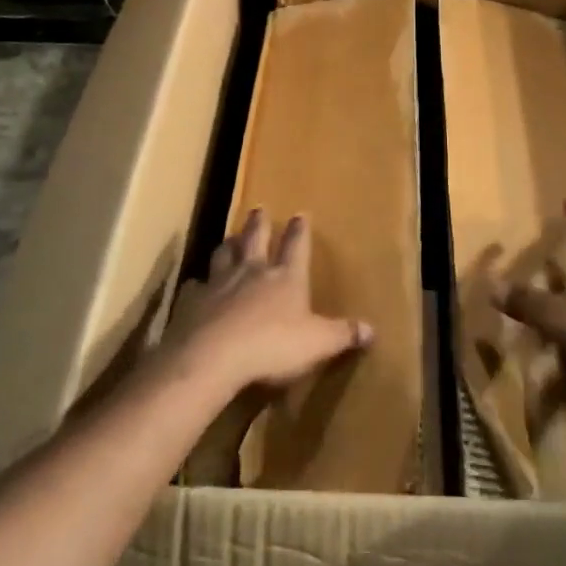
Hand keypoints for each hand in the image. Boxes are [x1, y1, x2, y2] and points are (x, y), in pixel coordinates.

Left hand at [175, 209, 372, 396]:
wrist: (214, 356)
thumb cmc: (272, 346)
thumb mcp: (317, 343)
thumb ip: (343, 334)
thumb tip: (372, 329)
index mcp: (285, 277)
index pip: (296, 246)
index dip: (299, 231)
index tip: (300, 214)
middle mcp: (252, 271)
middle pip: (255, 239)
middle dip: (259, 223)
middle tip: (258, 208)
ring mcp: (220, 283)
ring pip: (224, 254)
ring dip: (229, 244)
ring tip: (230, 237)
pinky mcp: (193, 301)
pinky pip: (196, 286)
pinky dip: (199, 284)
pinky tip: (197, 285)